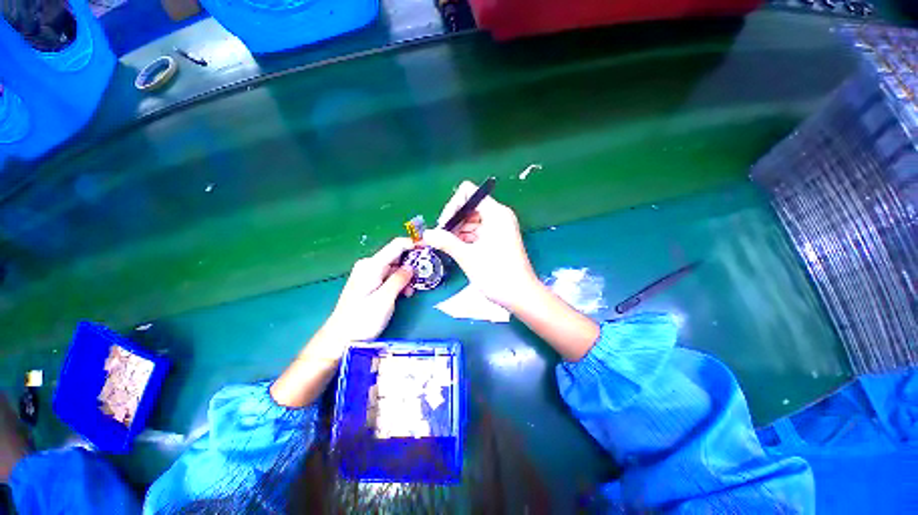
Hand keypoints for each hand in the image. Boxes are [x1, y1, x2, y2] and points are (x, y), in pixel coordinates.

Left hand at [320, 237, 415, 351]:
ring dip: (406, 276)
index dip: (413, 244)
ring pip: (394, 267)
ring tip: (411, 290)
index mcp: (371, 265)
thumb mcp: (385, 299)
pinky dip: (398, 282)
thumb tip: (411, 267)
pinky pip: (388, 276)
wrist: (340, 338)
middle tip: (424, 275)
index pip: (396, 245)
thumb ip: (399, 280)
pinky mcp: (369, 283)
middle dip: (411, 264)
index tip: (428, 248)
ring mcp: (368, 274)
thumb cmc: (362, 320)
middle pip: (396, 255)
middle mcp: (369, 265)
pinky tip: (403, 293)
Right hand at [424, 181, 539, 310]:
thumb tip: (426, 234)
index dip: (453, 206)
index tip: (444, 225)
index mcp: (496, 213)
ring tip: (448, 247)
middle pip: (469, 207)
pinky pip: (478, 232)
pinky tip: (457, 250)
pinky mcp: (498, 239)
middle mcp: (499, 216)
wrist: (521, 296)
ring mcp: (499, 228)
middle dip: (454, 221)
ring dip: (458, 232)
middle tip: (442, 239)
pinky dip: (466, 239)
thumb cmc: (496, 274)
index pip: (469, 193)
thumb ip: (446, 242)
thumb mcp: (468, 257)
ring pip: (472, 221)